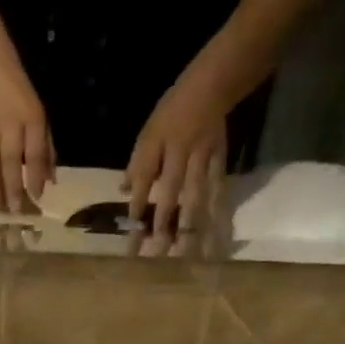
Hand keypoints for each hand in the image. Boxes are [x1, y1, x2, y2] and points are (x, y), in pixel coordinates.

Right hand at [0, 65, 54, 214]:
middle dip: (11, 188)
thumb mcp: (41, 119)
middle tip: (12, 212)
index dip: (35, 175)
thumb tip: (50, 182)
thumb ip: (46, 151)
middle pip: (9, 160)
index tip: (36, 197)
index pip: (35, 151)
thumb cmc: (21, 101)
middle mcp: (9, 123)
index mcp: (31, 119)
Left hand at [125, 72, 227, 241]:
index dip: (136, 214)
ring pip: (195, 200)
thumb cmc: (173, 112)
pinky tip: (215, 237)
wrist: (211, 86)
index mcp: (157, 149)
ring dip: (190, 229)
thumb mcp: (148, 133)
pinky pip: (218, 193)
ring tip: (186, 256)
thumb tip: (124, 192)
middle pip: (170, 198)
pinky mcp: (220, 162)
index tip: (130, 242)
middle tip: (156, 257)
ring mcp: (202, 161)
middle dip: (163, 228)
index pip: (142, 186)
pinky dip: (216, 215)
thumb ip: (137, 164)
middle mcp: (179, 158)